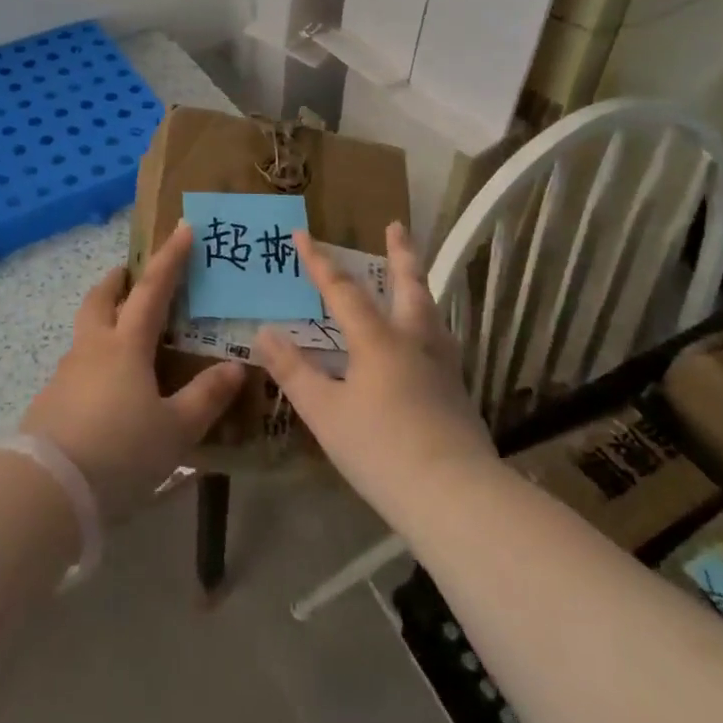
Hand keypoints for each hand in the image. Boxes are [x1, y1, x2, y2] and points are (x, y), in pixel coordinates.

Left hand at [20, 223, 244, 521]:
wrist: (47, 489)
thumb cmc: (119, 451)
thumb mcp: (174, 430)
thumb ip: (205, 397)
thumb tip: (236, 367)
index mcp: (125, 345)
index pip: (152, 289)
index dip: (170, 258)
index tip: (183, 229)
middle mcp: (92, 348)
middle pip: (101, 299)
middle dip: (117, 280)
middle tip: (130, 273)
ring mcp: (66, 374)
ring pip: (86, 332)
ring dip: (104, 320)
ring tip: (126, 337)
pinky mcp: (51, 401)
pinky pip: (78, 366)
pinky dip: (95, 361)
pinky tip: (109, 390)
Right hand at [257, 223, 492, 525]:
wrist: (455, 497)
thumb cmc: (381, 451)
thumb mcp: (325, 413)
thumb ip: (293, 371)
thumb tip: (264, 331)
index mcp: (378, 340)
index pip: (343, 291)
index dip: (320, 262)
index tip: (302, 233)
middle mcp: (414, 341)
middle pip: (409, 285)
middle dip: (400, 253)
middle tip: (397, 225)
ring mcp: (442, 365)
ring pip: (430, 311)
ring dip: (418, 286)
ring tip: (413, 277)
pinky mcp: (458, 391)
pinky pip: (440, 339)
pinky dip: (428, 323)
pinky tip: (425, 341)